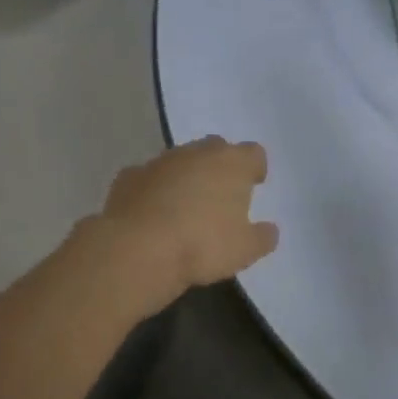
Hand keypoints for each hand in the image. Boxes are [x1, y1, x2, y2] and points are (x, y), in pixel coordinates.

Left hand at [98, 137, 279, 311]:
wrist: (138, 249)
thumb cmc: (202, 245)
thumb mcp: (245, 250)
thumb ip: (262, 237)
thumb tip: (268, 230)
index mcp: (231, 164)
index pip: (253, 153)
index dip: (255, 168)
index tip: (254, 185)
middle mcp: (196, 153)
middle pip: (215, 148)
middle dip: (220, 166)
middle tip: (221, 194)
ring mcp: (159, 162)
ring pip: (180, 161)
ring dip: (186, 176)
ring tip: (186, 207)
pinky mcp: (128, 177)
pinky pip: (149, 178)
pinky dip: (154, 190)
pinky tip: (153, 213)